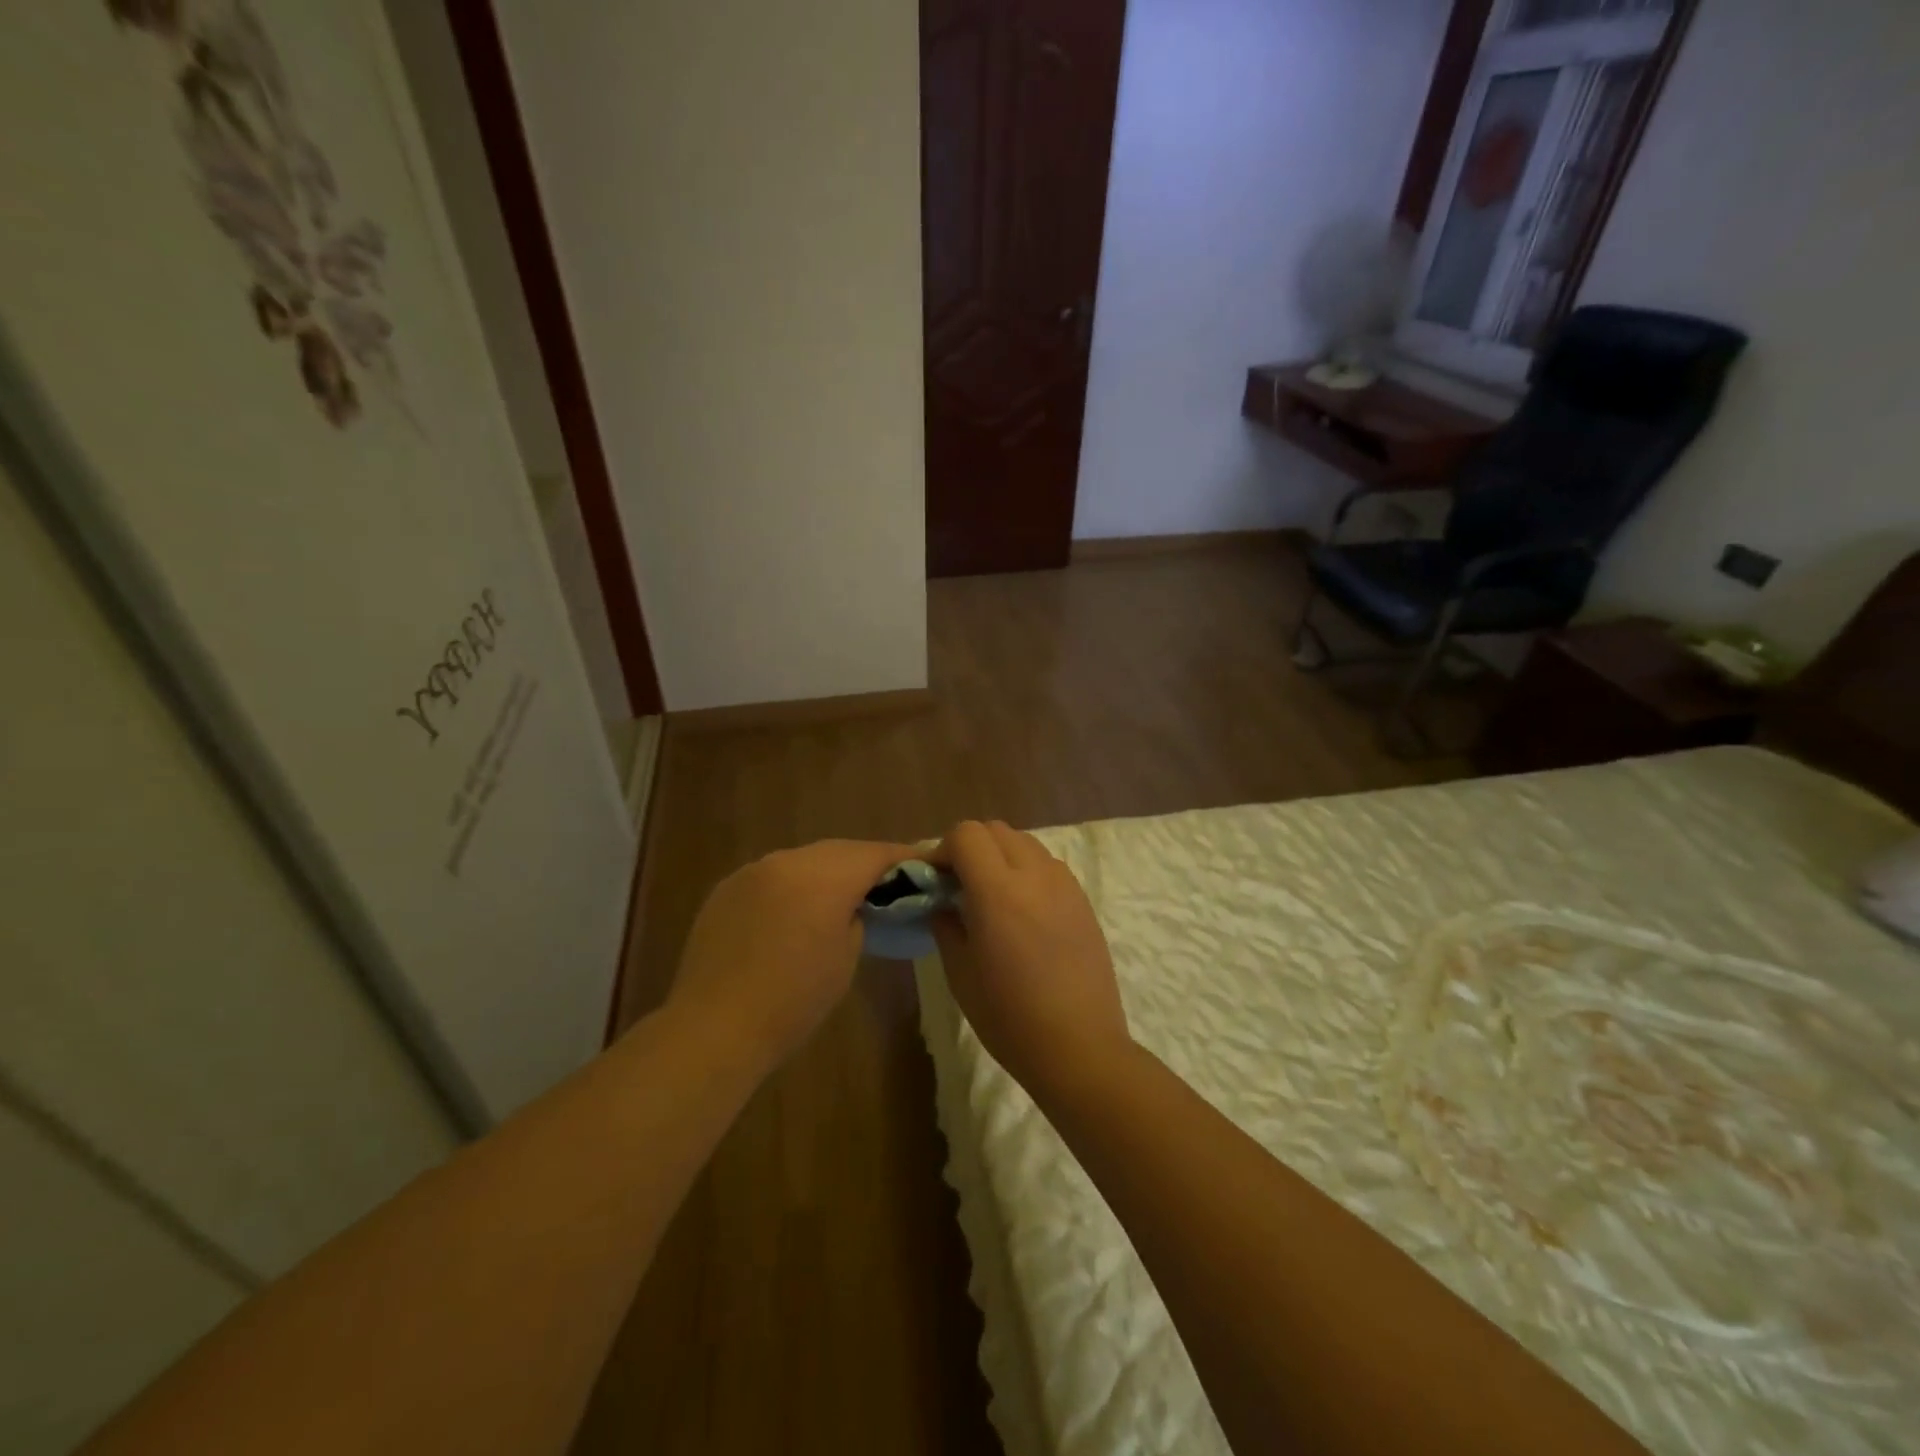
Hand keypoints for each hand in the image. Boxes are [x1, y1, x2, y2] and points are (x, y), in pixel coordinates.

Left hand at [668, 839, 914, 1070]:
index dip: (903, 858)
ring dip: (826, 873)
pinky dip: (792, 886)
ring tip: (840, 898)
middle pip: (839, 851)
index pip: (875, 854)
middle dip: (865, 863)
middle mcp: (787, 860)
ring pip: (803, 860)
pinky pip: (772, 876)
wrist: (714, 1028)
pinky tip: (794, 913)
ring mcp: (752, 871)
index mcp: (823, 876)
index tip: (924, 867)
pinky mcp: (726, 889)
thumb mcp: (846, 958)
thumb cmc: (793, 1001)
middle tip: (887, 884)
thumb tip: (855, 904)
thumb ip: (858, 917)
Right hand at [930, 821, 1134, 1100]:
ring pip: (1025, 843)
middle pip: (995, 830)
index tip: (936, 881)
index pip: (966, 834)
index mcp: (998, 891)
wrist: (1079, 1047)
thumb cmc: (1010, 1018)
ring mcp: (1064, 885)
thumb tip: (941, 902)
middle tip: (959, 886)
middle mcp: (1034, 875)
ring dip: (1000, 856)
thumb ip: (946, 925)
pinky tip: (1023, 912)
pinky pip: (1048, 865)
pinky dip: (1027, 871)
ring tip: (993, 897)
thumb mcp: (960, 975)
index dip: (943, 849)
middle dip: (970, 848)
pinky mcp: (1083, 900)